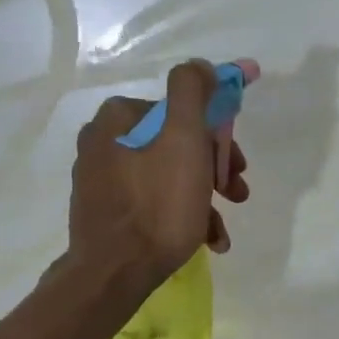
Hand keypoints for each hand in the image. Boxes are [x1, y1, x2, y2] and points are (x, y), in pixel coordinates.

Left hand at [66, 60, 249, 289]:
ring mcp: (101, 180)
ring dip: (202, 199)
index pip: (182, 112)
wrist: (115, 273)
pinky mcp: (104, 213)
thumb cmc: (158, 204)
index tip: (237, 164)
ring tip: (220, 230)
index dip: (217, 136)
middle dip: (213, 170)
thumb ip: (193, 92)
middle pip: (175, 146)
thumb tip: (201, 65)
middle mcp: (104, 142)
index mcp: (119, 117)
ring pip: (168, 178)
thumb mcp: (185, 139)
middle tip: (236, 193)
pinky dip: (180, 217)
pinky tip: (204, 240)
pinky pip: (152, 204)